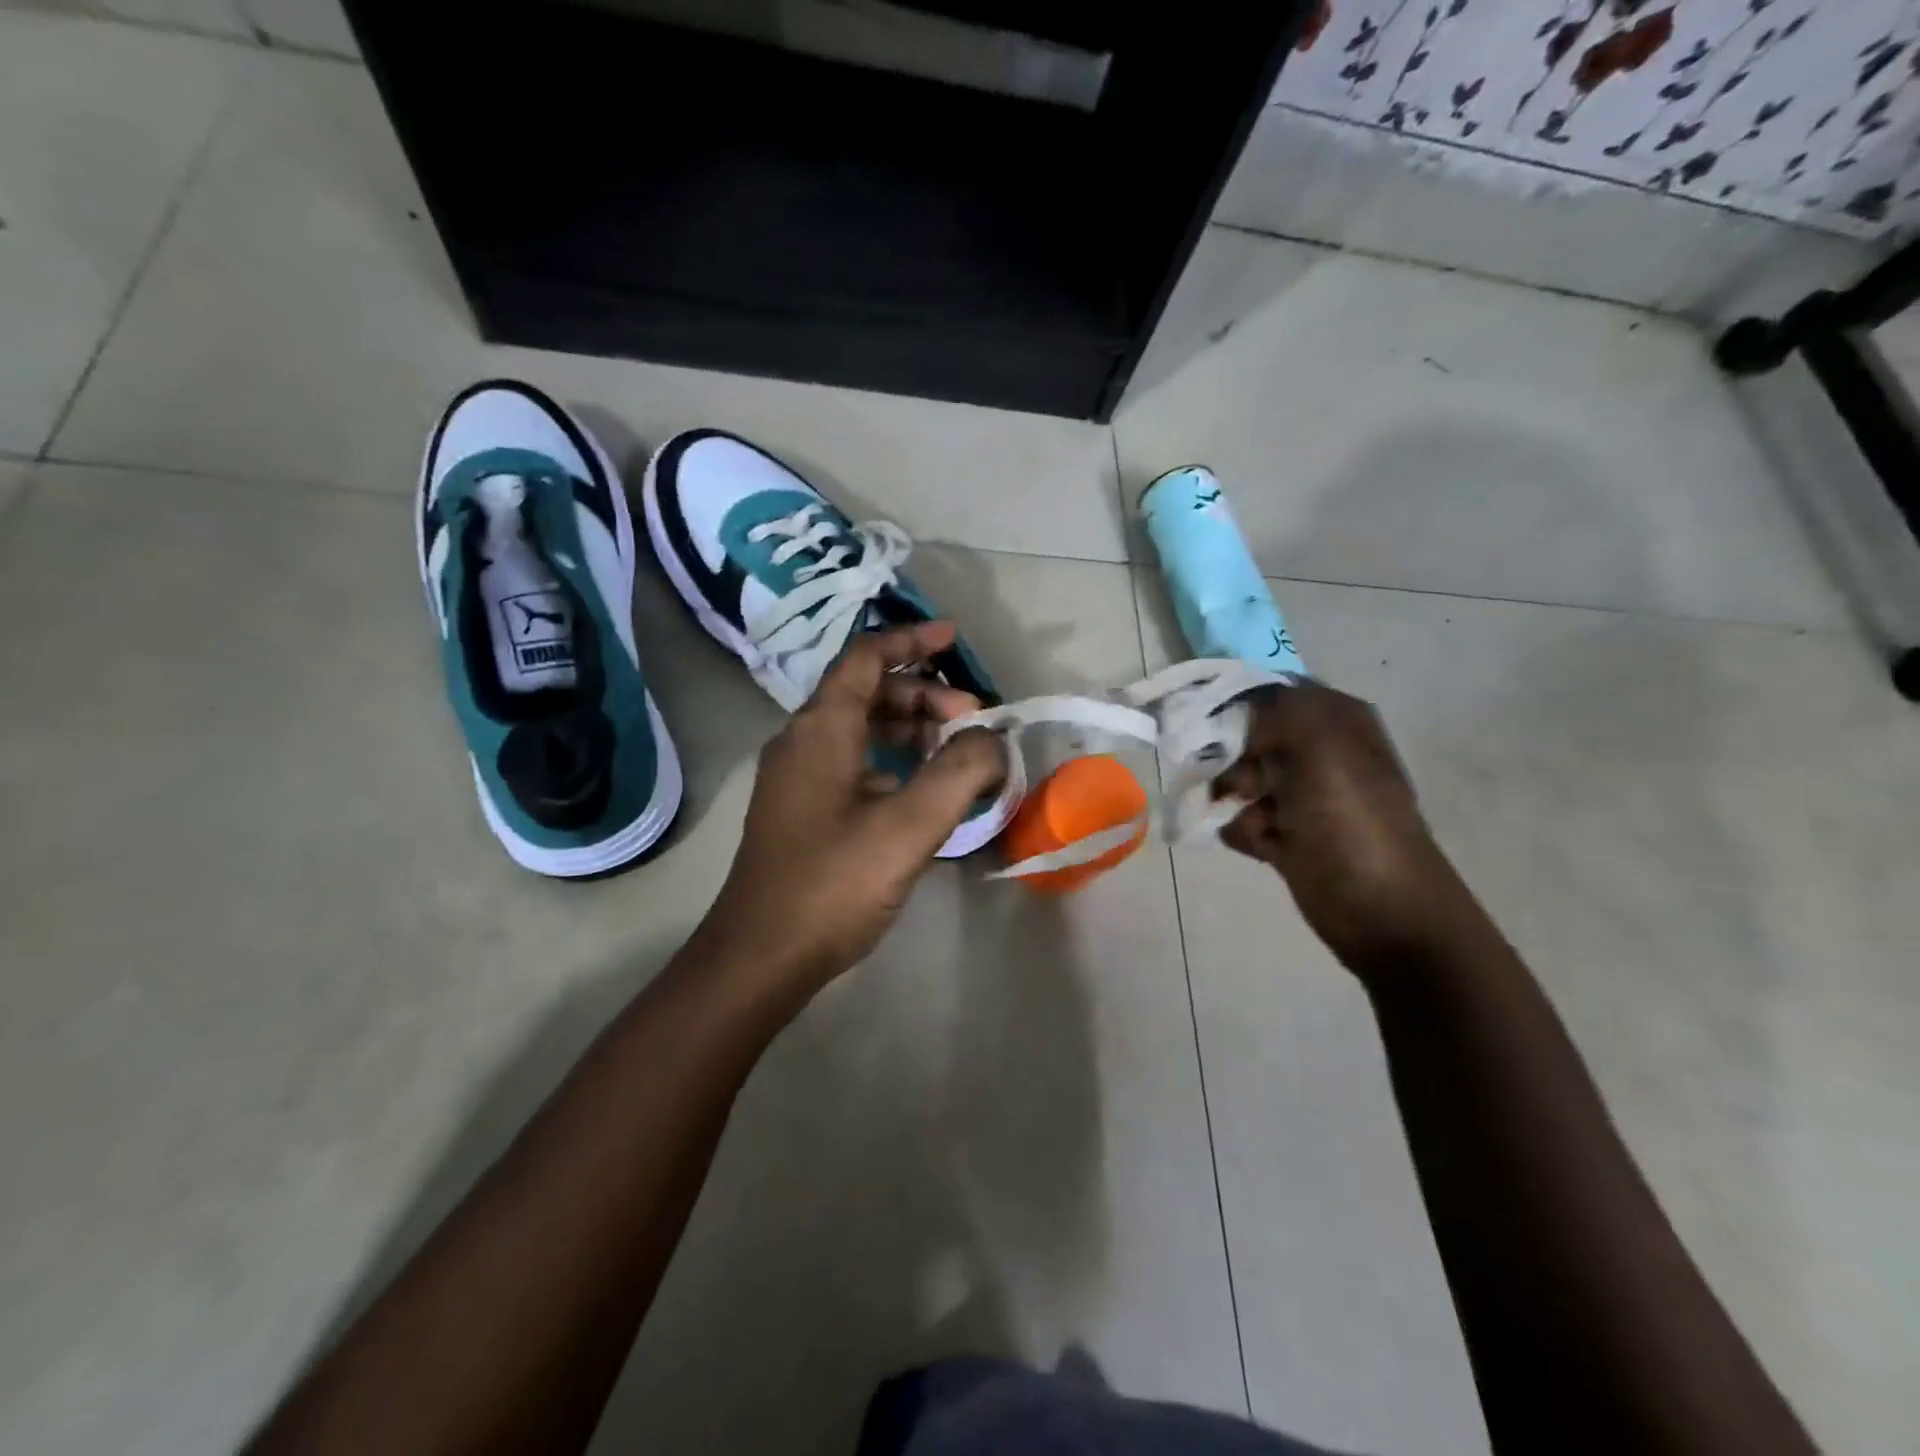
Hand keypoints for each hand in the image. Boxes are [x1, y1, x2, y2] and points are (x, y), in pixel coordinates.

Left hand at [699, 623, 1005, 993]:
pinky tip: (921, 792)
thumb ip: (959, 774)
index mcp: (821, 729)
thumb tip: (992, 741)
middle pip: (866, 692)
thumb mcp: (908, 826)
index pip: (866, 658)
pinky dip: (891, 762)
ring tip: (955, 753)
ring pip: (859, 729)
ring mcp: (798, 778)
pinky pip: (852, 763)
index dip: (911, 640)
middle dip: (922, 696)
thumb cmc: (833, 883)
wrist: (761, 956)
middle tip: (971, 720)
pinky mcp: (802, 810)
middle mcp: (802, 741)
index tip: (954, 638)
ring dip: (908, 729)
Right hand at [1216, 681, 1462, 965]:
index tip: (1205, 719)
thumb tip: (1240, 699)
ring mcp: (1304, 796)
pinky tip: (1261, 845)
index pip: (1273, 692)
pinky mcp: (1288, 835)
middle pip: (1250, 736)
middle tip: (1237, 775)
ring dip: (1235, 796)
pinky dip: (1244, 831)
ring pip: (1242, 779)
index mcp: (1337, 720)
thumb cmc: (1352, 822)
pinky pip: (1244, 820)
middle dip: (1233, 756)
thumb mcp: (1320, 746)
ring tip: (1255, 819)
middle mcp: (1320, 752)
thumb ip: (1278, 707)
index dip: (1237, 702)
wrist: (1383, 911)